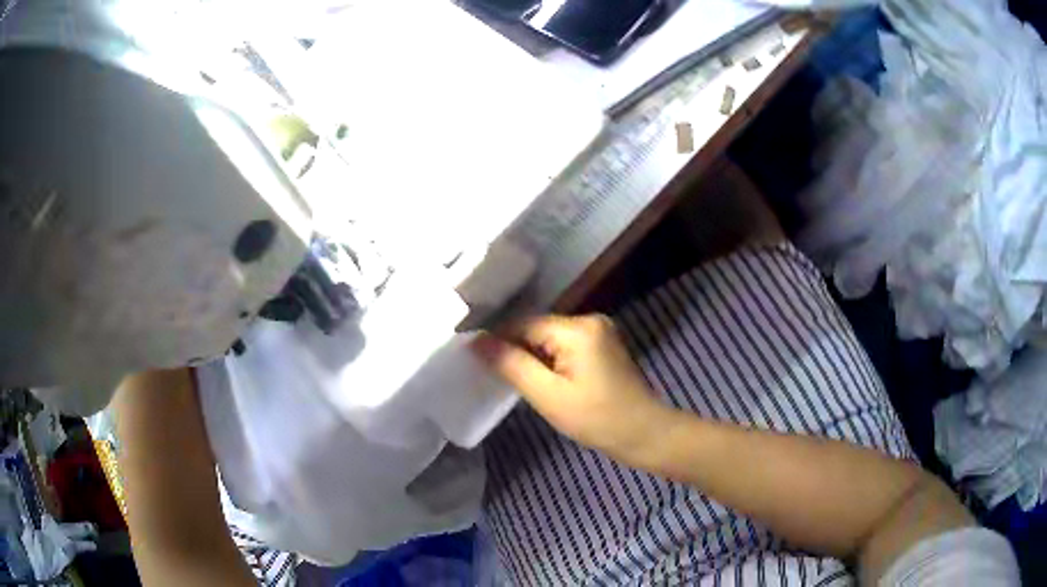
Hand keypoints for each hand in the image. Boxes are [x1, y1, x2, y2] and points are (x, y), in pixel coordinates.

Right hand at [472, 314, 673, 461]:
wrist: (644, 433)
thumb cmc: (597, 418)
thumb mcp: (548, 395)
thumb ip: (511, 365)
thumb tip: (477, 341)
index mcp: (578, 328)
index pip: (523, 323)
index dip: (497, 340)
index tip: (474, 359)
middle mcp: (589, 319)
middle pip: (537, 328)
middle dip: (516, 350)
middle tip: (494, 375)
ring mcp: (599, 331)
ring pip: (549, 338)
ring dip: (532, 357)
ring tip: (515, 380)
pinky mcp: (602, 345)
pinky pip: (564, 346)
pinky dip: (550, 361)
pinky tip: (542, 380)